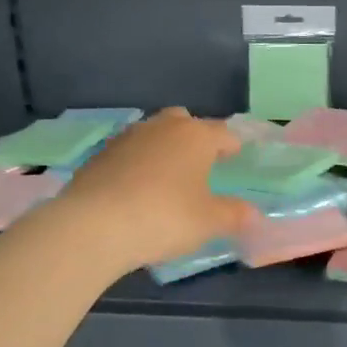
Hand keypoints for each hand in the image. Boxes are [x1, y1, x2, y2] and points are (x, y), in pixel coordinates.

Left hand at [54, 109, 257, 274]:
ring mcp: (126, 138)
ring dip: (162, 148)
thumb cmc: (163, 218)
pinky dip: (136, 164)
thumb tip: (253, 214)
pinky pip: (127, 153)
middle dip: (194, 136)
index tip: (235, 156)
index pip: (222, 132)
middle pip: (183, 121)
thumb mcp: (208, 222)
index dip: (232, 145)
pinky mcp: (99, 156)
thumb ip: (234, 215)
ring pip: (152, 134)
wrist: (93, 226)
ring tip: (167, 176)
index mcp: (195, 136)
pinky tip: (135, 189)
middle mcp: (162, 128)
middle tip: (200, 162)